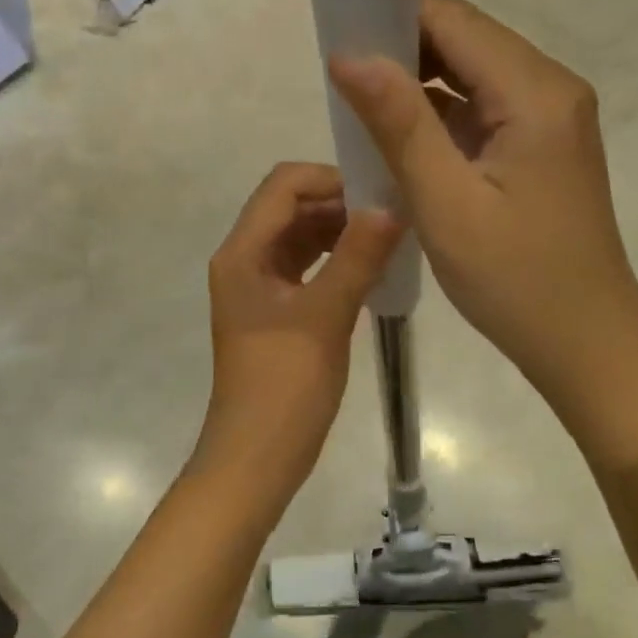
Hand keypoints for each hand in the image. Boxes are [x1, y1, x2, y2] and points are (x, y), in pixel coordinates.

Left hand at [199, 162, 401, 502]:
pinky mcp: (277, 310)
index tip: (379, 192)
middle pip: (291, 208)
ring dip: (342, 231)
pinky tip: (373, 268)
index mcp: (243, 253)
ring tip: (391, 238)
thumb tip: (390, 205)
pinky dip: (338, 259)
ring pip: (302, 237)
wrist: (256, 458)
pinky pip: (308, 267)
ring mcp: (260, 287)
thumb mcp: (325, 316)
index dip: (330, 179)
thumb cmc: (284, 386)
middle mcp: (246, 260)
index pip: (283, 186)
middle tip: (394, 214)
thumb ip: (357, 257)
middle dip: (340, 203)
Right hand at [329, 0, 637, 400]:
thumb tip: (349, 54)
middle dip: (401, 47)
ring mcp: (550, 117)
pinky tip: (398, 134)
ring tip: (358, 101)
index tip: (337, 31)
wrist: (585, 343)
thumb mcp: (446, 202)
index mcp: (535, 92)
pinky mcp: (540, 145)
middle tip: (339, 73)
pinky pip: (482, 109)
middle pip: (466, 41)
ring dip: (417, 81)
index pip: (455, 22)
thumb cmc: (515, 279)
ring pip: (472, 75)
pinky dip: (439, 114)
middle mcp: (551, 88)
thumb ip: (399, 123)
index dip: (393, 14)